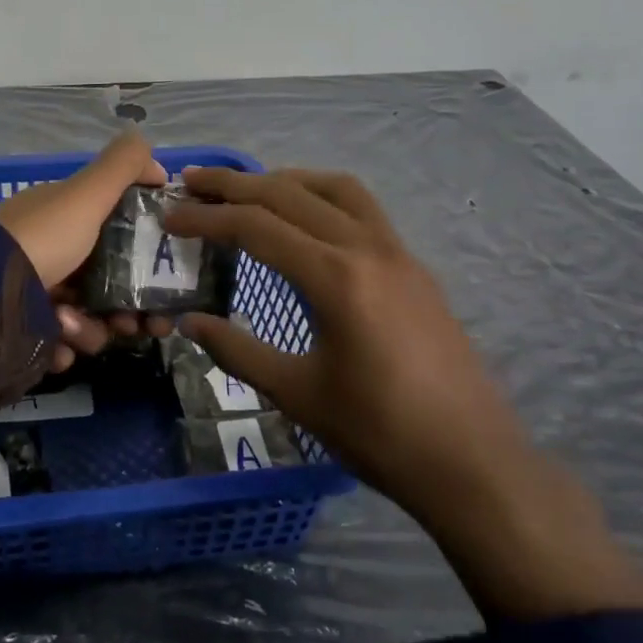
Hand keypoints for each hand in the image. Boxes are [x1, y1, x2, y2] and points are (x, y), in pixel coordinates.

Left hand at [0, 133, 172, 371]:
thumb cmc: (42, 238)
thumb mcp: (85, 193)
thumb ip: (122, 167)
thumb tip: (158, 161)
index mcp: (65, 220)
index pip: (117, 235)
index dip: (146, 257)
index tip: (168, 279)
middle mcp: (52, 254)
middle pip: (108, 285)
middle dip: (129, 307)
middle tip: (142, 326)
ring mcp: (36, 295)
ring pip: (88, 319)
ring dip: (91, 329)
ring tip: (72, 327)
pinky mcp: (24, 333)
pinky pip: (59, 345)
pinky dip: (63, 348)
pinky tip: (57, 347)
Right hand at [165, 166, 642, 620]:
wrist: (471, 462)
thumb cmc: (378, 433)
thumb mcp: (297, 394)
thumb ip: (237, 350)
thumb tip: (190, 321)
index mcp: (336, 278)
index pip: (258, 227)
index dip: (207, 218)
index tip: (171, 218)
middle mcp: (367, 249)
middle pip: (291, 194)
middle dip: (236, 185)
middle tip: (194, 181)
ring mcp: (398, 253)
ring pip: (336, 189)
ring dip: (286, 180)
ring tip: (249, 190)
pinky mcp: (414, 267)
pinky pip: (363, 209)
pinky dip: (324, 198)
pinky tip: (307, 222)